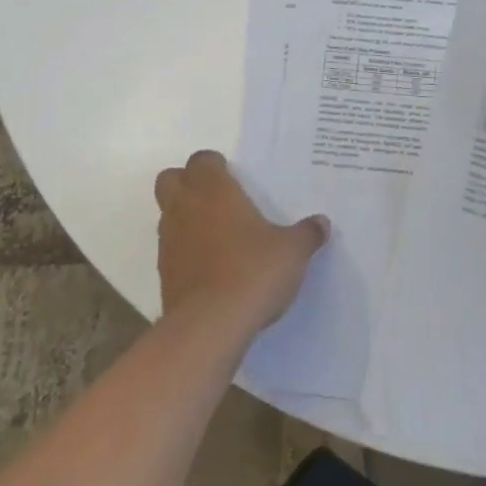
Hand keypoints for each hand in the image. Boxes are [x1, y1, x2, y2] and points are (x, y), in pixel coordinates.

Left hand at [155, 150, 328, 335]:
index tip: (233, 177)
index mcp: (214, 190)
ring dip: (186, 218)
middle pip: (171, 179)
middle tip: (216, 198)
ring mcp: (170, 241)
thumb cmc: (253, 270)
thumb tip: (321, 223)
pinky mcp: (164, 274)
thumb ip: (306, 234)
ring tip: (217, 236)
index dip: (214, 166)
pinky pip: (171, 250)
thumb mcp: (292, 251)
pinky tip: (211, 269)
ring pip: (167, 214)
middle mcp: (185, 207)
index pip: (202, 160)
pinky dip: (185, 252)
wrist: (211, 325)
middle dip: (187, 183)